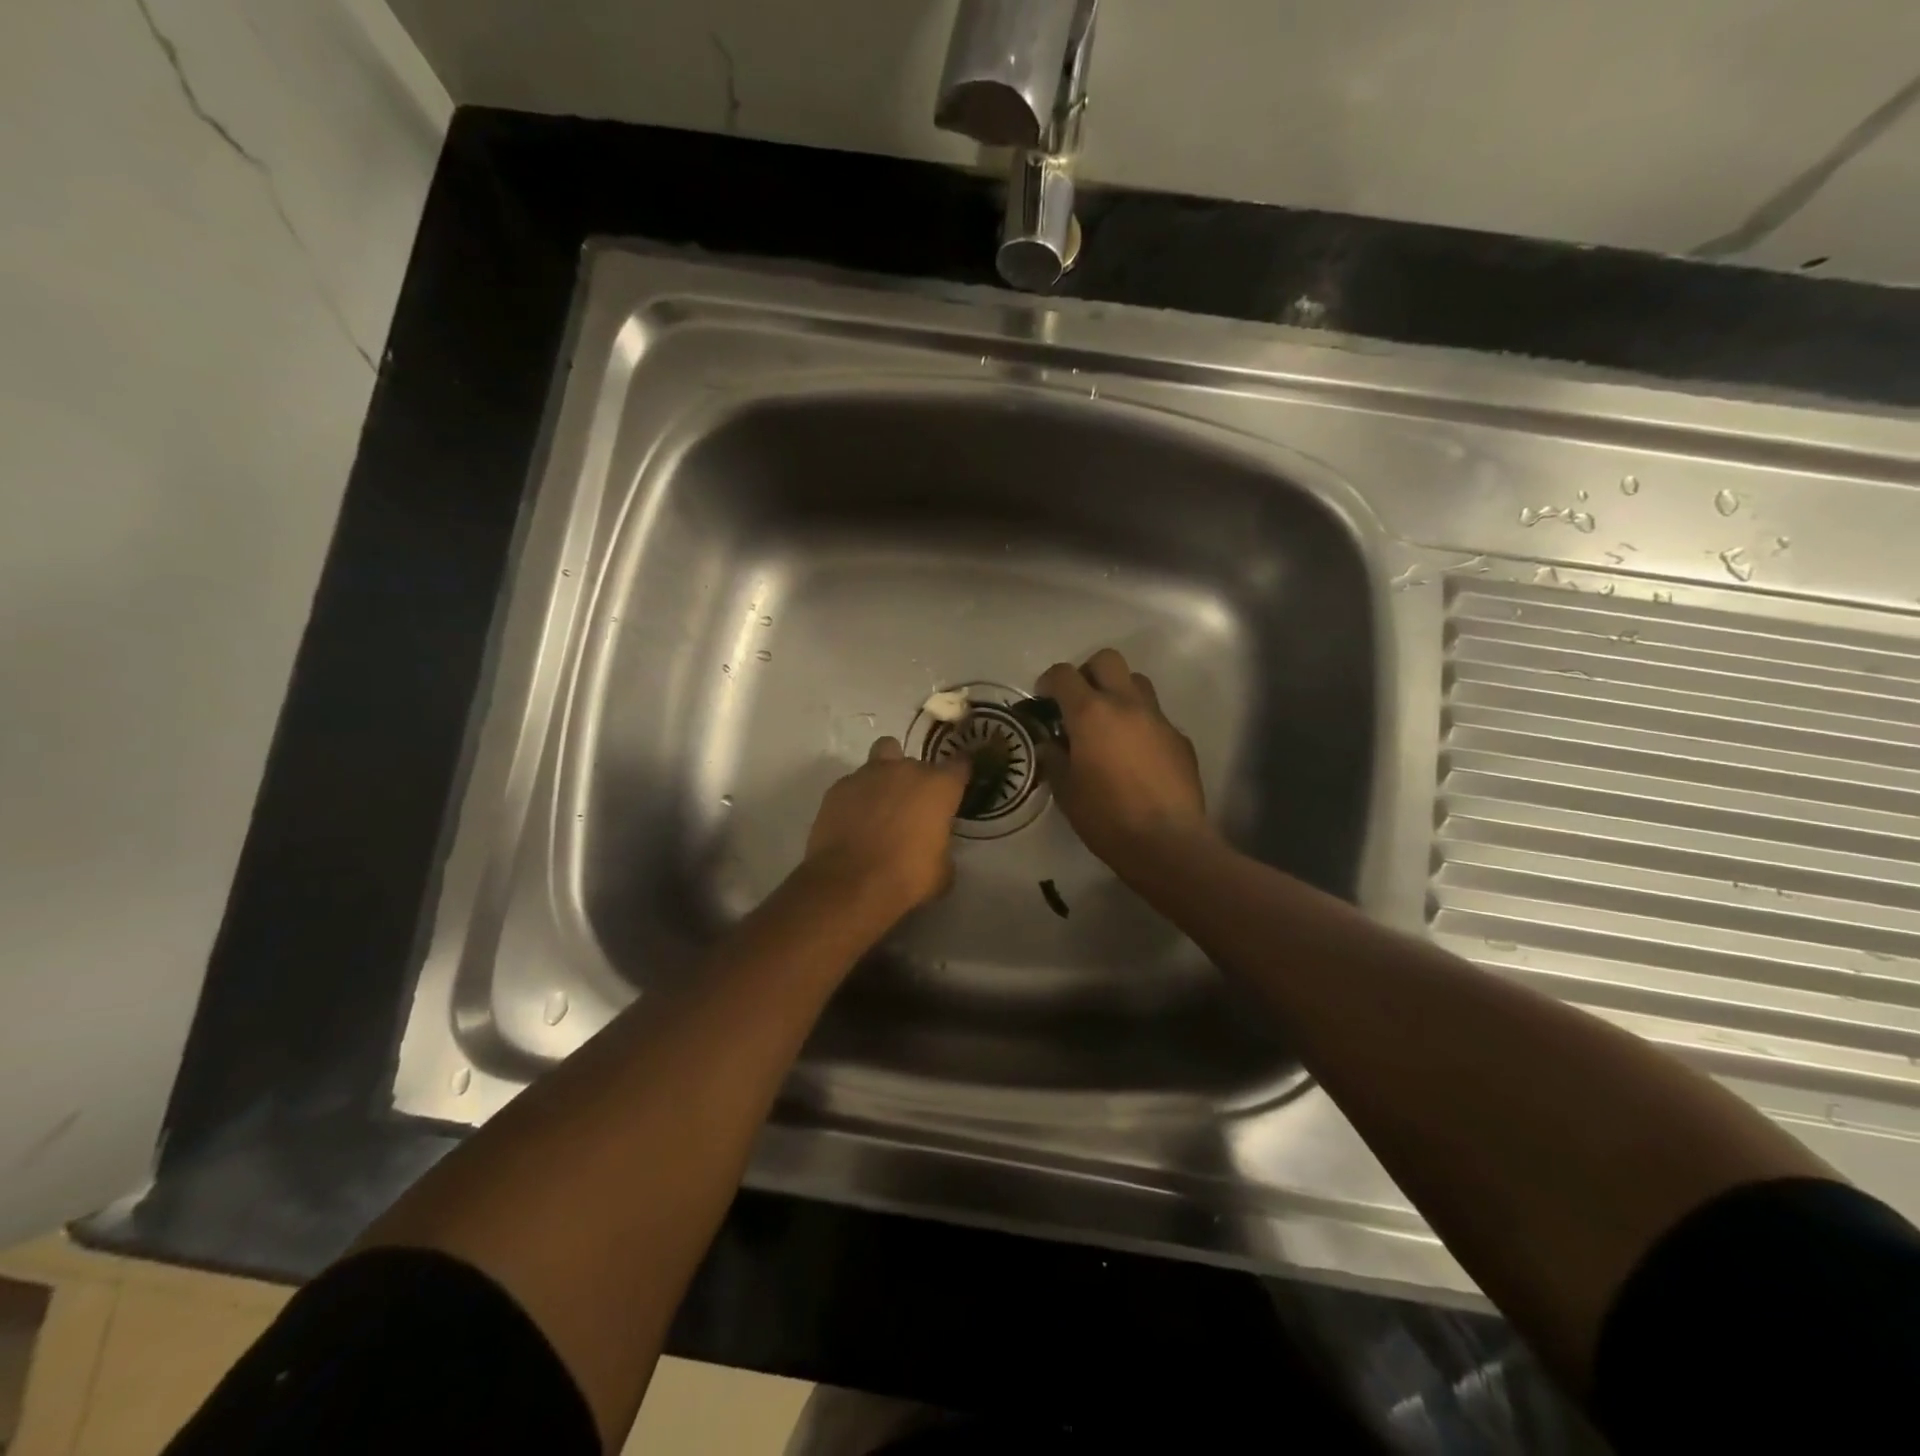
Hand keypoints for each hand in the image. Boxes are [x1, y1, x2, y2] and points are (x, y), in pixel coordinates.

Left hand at [804, 737, 969, 914]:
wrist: (850, 884)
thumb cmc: (907, 877)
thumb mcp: (943, 870)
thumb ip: (942, 846)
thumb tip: (935, 845)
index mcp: (938, 786)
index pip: (960, 765)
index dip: (959, 774)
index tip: (956, 787)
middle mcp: (905, 770)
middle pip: (917, 762)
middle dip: (917, 781)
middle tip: (913, 808)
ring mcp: (868, 774)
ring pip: (882, 757)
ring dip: (885, 777)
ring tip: (881, 805)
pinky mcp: (838, 788)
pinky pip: (854, 784)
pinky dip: (857, 797)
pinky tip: (854, 821)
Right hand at [1037, 649, 1209, 872]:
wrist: (1167, 842)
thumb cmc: (1106, 817)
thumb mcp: (1066, 791)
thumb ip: (1054, 758)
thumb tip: (1051, 743)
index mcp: (1091, 714)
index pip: (1064, 675)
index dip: (1049, 681)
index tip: (1043, 699)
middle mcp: (1126, 705)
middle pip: (1107, 660)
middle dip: (1088, 673)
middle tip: (1078, 703)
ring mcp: (1158, 719)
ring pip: (1137, 683)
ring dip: (1119, 693)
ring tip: (1109, 725)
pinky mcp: (1180, 739)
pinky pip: (1156, 718)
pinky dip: (1141, 725)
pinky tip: (1136, 757)